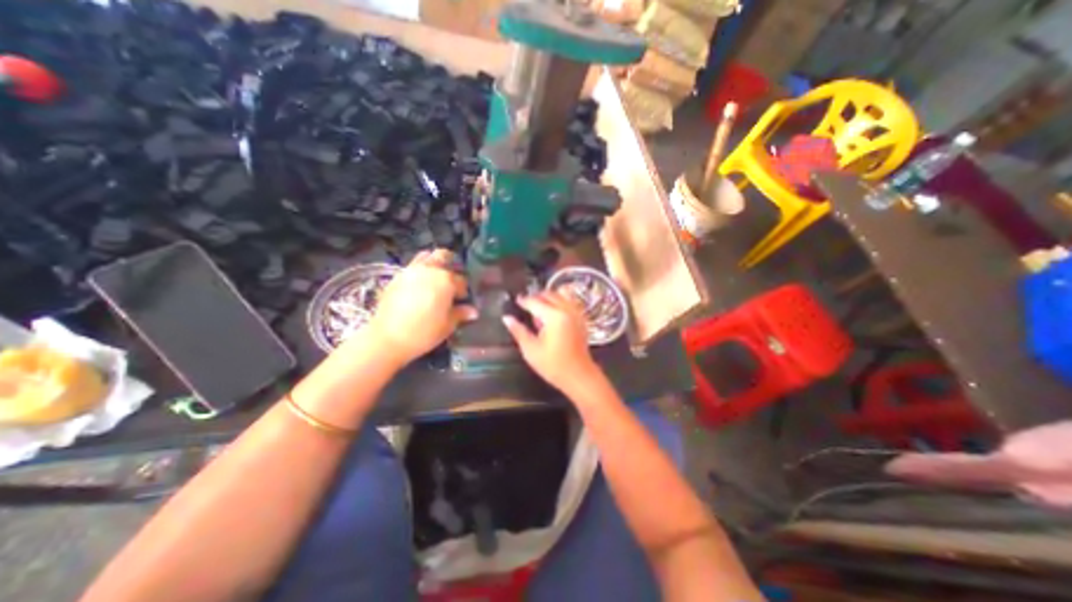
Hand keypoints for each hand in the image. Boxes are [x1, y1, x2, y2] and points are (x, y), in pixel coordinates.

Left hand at [359, 250, 472, 363]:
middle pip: (444, 256)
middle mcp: (430, 270)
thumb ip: (461, 314)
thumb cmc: (424, 332)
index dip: (463, 291)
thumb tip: (473, 311)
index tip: (461, 301)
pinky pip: (413, 266)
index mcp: (446, 280)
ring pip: (426, 256)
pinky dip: (420, 271)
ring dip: (434, 263)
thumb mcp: (448, 325)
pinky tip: (420, 286)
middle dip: (451, 265)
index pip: (461, 281)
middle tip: (451, 281)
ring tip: (435, 279)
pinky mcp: (397, 276)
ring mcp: (412, 271)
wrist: (387, 338)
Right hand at [502, 291, 601, 393]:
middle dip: (536, 297)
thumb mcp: (531, 349)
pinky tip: (553, 313)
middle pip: (549, 295)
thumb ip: (519, 331)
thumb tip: (507, 318)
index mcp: (553, 316)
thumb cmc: (552, 365)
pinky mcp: (581, 319)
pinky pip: (569, 302)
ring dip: (549, 298)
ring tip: (539, 308)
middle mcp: (566, 310)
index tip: (515, 300)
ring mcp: (576, 313)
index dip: (524, 300)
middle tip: (525, 304)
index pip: (535, 302)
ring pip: (561, 296)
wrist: (578, 376)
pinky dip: (560, 302)